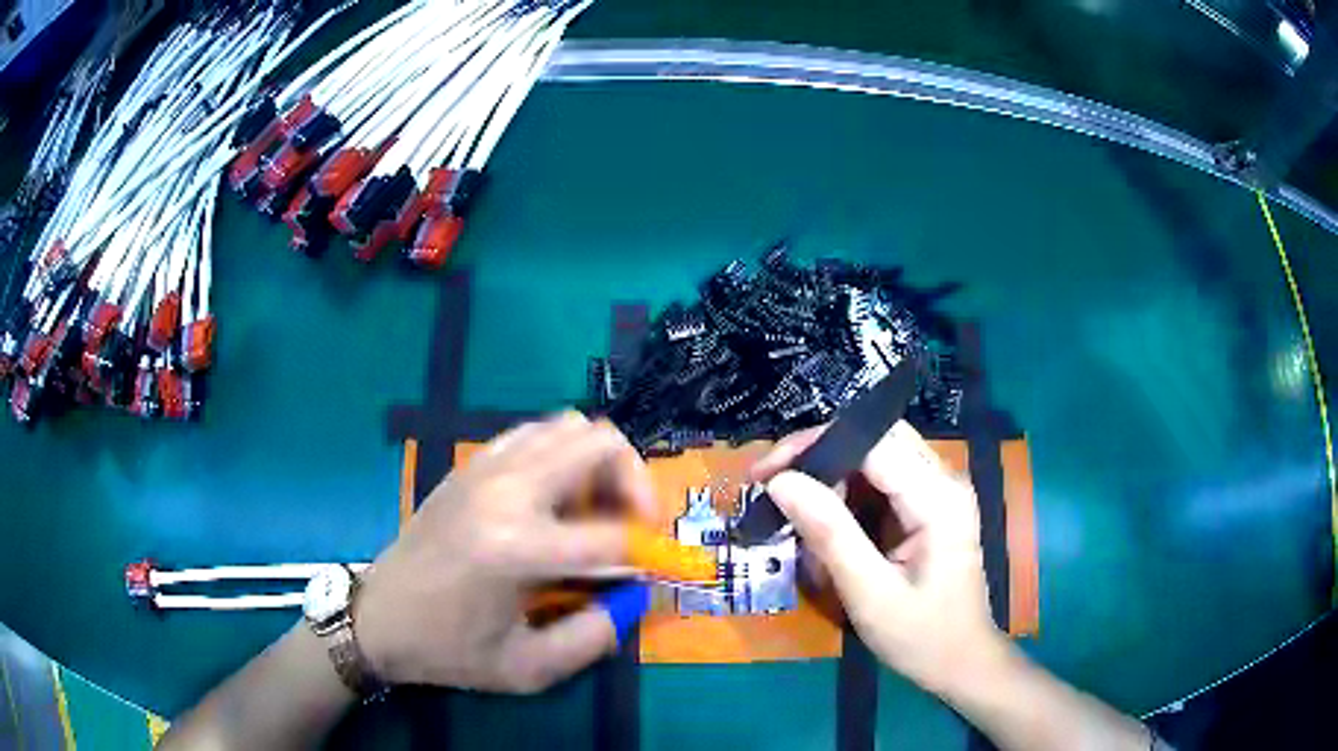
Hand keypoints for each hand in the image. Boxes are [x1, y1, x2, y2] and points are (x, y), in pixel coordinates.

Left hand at [355, 413, 656, 693]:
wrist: (379, 617)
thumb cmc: (449, 649)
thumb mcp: (528, 668)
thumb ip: (595, 637)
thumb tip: (636, 598)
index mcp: (517, 548)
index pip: (612, 536)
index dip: (646, 556)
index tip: (650, 573)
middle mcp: (505, 492)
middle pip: (601, 444)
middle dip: (636, 483)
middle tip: (632, 525)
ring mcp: (484, 469)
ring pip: (569, 426)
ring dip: (599, 462)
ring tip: (594, 509)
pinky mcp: (470, 465)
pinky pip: (534, 432)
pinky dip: (562, 452)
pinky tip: (555, 495)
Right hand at [751, 421, 1005, 694]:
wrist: (962, 661)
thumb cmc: (921, 636)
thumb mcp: (870, 593)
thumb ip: (829, 534)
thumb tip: (780, 482)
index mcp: (938, 498)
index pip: (872, 442)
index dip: (814, 446)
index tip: (764, 475)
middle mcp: (943, 479)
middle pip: (875, 438)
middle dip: (819, 454)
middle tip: (771, 484)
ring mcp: (939, 490)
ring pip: (876, 454)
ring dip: (830, 474)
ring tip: (793, 509)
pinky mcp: (929, 505)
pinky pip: (881, 479)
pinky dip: (846, 493)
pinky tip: (824, 521)